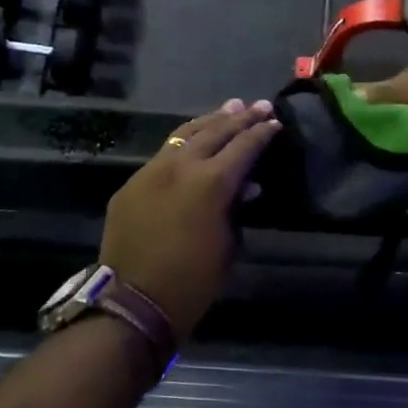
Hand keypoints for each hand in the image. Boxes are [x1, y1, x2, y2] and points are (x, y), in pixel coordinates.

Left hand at [100, 98, 280, 342]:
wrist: (133, 302)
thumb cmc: (192, 282)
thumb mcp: (228, 247)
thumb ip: (236, 209)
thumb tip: (246, 187)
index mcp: (210, 183)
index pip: (243, 147)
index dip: (261, 133)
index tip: (275, 122)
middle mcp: (180, 166)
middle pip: (214, 132)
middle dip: (238, 118)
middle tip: (257, 106)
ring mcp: (150, 172)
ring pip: (183, 135)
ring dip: (209, 121)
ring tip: (228, 109)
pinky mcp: (131, 184)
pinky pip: (161, 154)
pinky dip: (182, 142)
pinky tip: (192, 140)